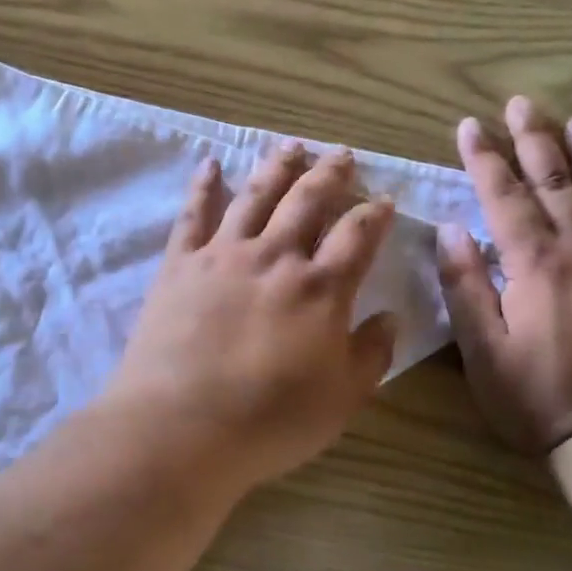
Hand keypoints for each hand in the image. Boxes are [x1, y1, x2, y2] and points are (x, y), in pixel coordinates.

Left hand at [100, 143, 398, 501]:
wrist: (180, 425)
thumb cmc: (268, 421)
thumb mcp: (341, 400)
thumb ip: (371, 354)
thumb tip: (391, 316)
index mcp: (320, 289)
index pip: (357, 236)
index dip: (374, 214)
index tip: (385, 198)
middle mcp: (275, 257)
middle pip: (307, 201)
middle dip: (330, 174)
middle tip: (341, 155)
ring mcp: (223, 255)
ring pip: (256, 195)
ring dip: (277, 167)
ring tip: (291, 145)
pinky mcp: (180, 263)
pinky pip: (193, 213)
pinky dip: (203, 185)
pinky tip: (211, 164)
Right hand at [437, 97, 571, 456]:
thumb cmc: (535, 398)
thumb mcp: (481, 350)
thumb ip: (465, 286)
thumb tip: (451, 231)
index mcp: (535, 266)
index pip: (504, 198)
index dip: (484, 159)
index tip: (469, 126)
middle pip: (555, 184)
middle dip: (534, 141)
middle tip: (521, 104)